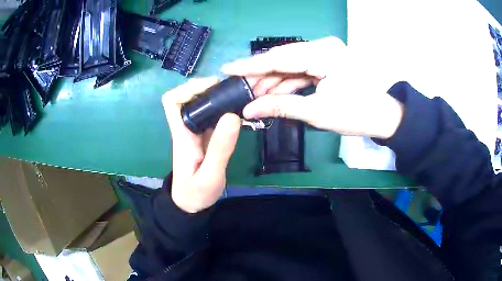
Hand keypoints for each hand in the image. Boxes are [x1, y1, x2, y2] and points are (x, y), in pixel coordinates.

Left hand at [162, 78, 240, 212]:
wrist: (191, 204)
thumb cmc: (196, 193)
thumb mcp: (211, 175)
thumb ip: (220, 148)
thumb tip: (233, 116)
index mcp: (182, 135)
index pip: (172, 102)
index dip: (188, 88)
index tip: (212, 86)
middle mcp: (186, 128)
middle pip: (188, 97)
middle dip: (208, 88)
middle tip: (233, 89)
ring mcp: (195, 132)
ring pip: (201, 105)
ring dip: (217, 97)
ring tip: (239, 95)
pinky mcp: (204, 137)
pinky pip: (211, 116)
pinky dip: (223, 108)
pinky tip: (238, 109)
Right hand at [222, 37, 403, 138]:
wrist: (385, 117)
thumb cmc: (357, 114)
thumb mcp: (317, 112)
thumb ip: (281, 107)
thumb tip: (249, 110)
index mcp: (323, 53)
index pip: (279, 57)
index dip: (250, 65)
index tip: (226, 68)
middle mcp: (323, 47)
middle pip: (283, 60)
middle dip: (260, 77)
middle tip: (239, 89)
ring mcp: (325, 54)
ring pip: (290, 66)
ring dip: (273, 82)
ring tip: (253, 98)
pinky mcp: (327, 63)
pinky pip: (301, 71)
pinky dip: (287, 84)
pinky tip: (273, 95)